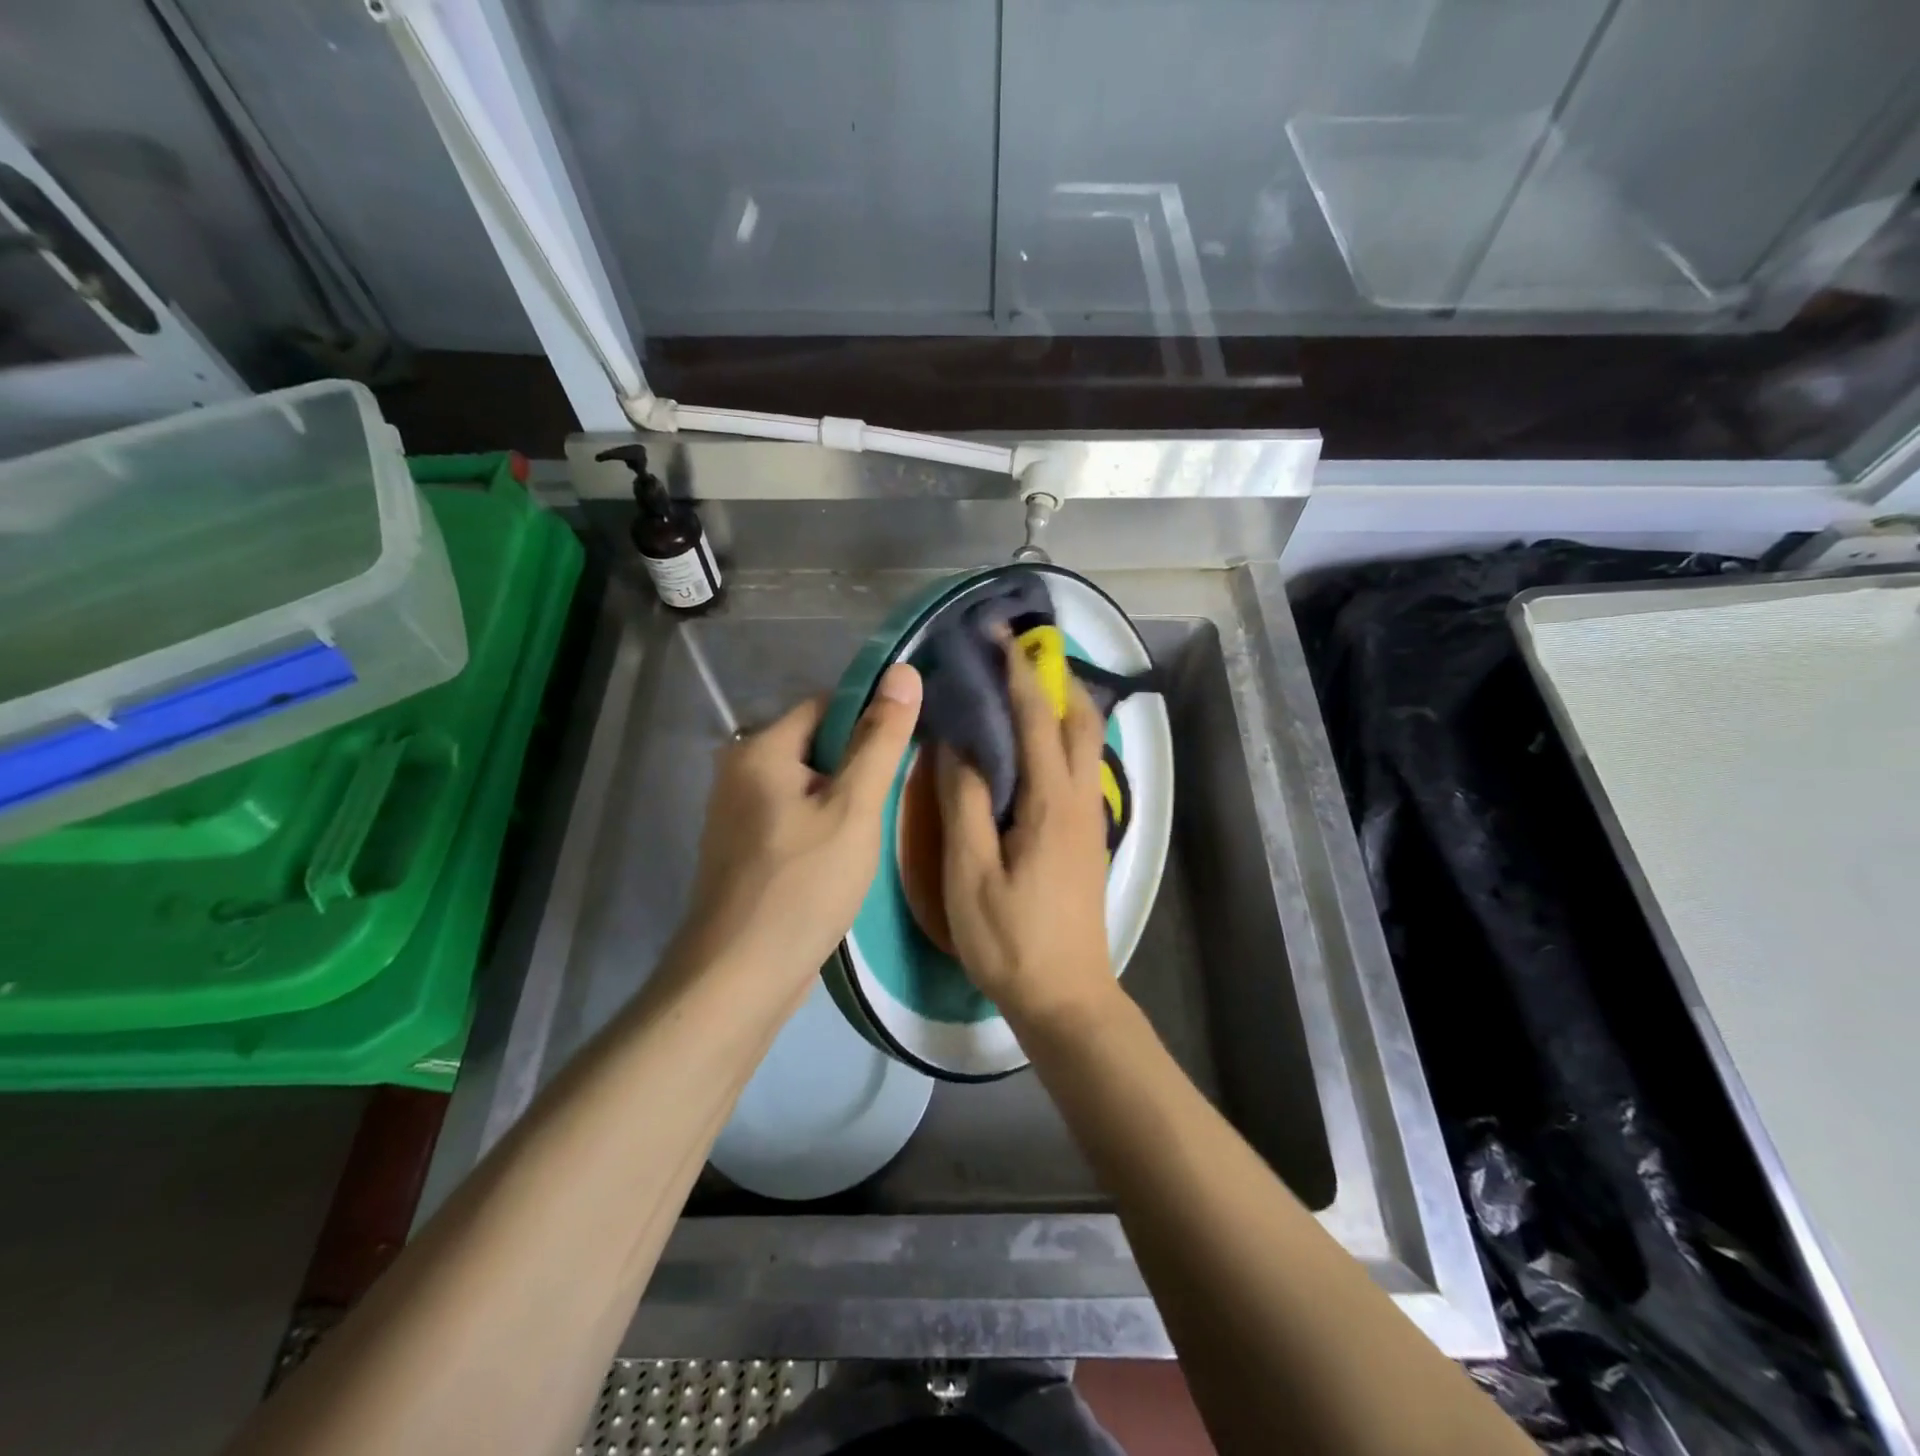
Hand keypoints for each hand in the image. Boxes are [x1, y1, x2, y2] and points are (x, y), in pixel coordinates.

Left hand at [675, 664, 921, 1001]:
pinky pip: (793, 818)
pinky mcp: (743, 851)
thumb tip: (904, 672)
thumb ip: (880, 741)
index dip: (871, 719)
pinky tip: (847, 855)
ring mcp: (736, 815)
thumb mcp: (853, 809)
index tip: (908, 747)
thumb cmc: (802, 885)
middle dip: (858, 765)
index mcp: (759, 750)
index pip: (826, 705)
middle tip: (897, 796)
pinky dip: (822, 826)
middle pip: (816, 746)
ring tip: (878, 827)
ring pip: (807, 786)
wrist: (739, 979)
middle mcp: (739, 772)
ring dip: (843, 799)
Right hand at [937, 637, 1116, 1029]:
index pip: (1037, 718)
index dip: (1018, 672)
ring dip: (1061, 705)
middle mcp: (1081, 799)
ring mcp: (1091, 818)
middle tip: (1016, 656)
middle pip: (1080, 719)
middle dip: (1054, 677)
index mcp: (1051, 803)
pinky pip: (1080, 767)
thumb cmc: (1011, 939)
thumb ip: (963, 803)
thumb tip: (956, 745)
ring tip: (1023, 689)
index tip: (998, 635)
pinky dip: (1061, 738)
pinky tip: (1032, 746)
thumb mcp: (970, 874)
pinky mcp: (1089, 836)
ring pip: (1086, 743)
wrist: (1066, 997)